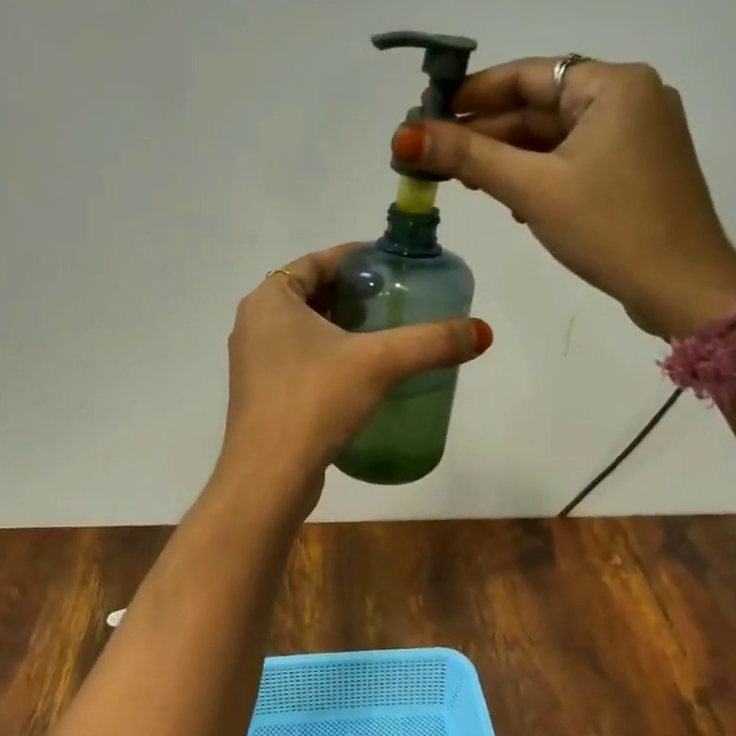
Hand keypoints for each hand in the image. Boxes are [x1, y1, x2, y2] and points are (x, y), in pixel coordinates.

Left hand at [216, 244, 491, 505]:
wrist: (268, 476)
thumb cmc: (315, 401)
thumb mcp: (379, 363)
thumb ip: (431, 342)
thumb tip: (482, 332)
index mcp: (269, 300)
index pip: (317, 262)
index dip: (356, 259)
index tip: (392, 264)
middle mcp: (253, 323)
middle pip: (311, 293)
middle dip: (352, 294)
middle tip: (395, 299)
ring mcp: (253, 361)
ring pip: (303, 329)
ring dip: (340, 326)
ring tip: (385, 333)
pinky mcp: (260, 394)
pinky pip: (298, 358)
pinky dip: (327, 354)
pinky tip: (360, 372)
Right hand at [390, 58, 735, 338]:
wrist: (684, 289)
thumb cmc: (610, 228)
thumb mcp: (532, 188)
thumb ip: (468, 156)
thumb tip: (403, 135)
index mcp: (613, 85)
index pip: (526, 75)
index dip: (471, 94)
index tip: (426, 114)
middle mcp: (630, 98)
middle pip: (539, 106)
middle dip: (485, 132)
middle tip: (431, 155)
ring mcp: (637, 135)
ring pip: (554, 136)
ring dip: (507, 156)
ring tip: (458, 178)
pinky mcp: (635, 169)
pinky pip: (574, 158)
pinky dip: (538, 172)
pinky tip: (507, 196)